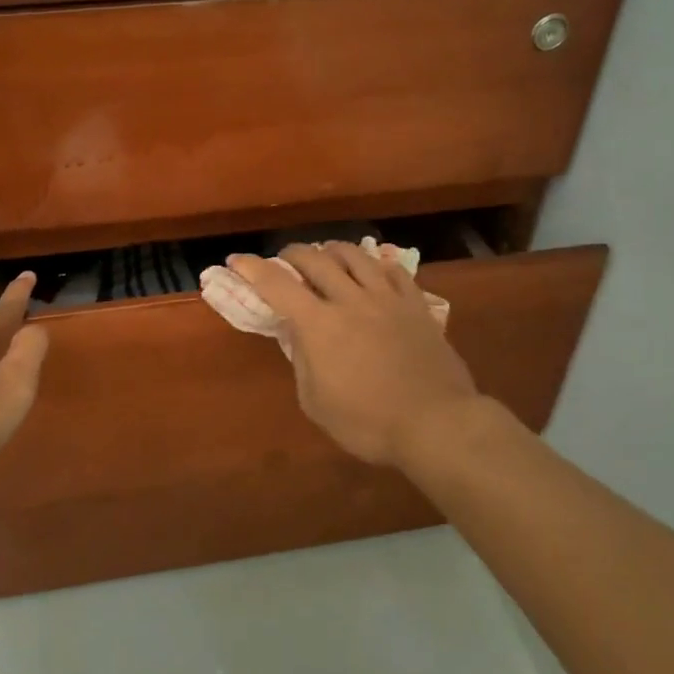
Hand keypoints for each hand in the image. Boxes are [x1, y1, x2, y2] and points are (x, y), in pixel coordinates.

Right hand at [226, 242, 480, 467]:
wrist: (436, 423)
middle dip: (292, 254)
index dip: (252, 268)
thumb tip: (300, 337)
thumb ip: (303, 362)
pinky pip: (394, 270)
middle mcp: (350, 300)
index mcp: (319, 324)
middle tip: (283, 261)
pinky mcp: (416, 305)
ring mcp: (387, 298)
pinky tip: (372, 268)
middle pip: (315, 259)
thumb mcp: (316, 403)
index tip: (236, 260)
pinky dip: (376, 263)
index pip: (277, 285)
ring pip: (355, 255)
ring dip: (332, 250)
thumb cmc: (368, 423)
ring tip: (326, 256)